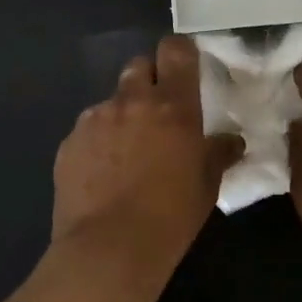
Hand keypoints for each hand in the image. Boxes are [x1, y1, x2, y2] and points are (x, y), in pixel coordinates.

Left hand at [48, 36, 243, 301]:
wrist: (108, 251)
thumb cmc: (170, 217)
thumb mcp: (206, 185)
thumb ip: (218, 153)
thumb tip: (232, 141)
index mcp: (172, 106)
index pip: (176, 50)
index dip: (180, 53)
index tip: (185, 68)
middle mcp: (131, 101)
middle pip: (139, 65)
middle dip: (149, 80)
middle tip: (157, 111)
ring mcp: (95, 119)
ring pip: (112, 100)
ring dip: (122, 115)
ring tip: (127, 153)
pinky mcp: (69, 142)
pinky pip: (88, 129)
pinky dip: (98, 142)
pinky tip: (103, 174)